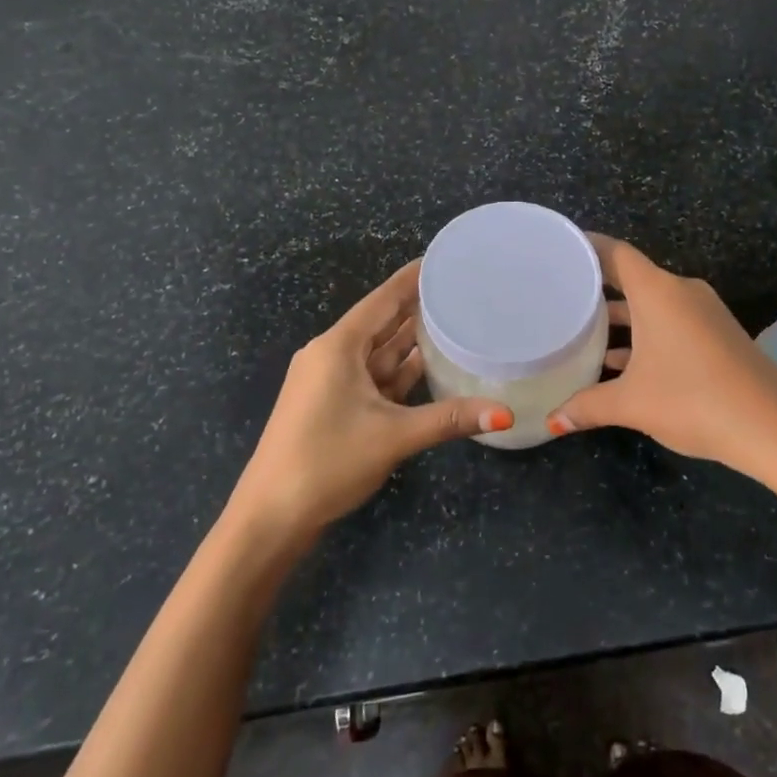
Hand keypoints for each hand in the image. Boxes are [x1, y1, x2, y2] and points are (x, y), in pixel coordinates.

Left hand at [227, 260, 512, 541]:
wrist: (271, 516)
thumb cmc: (327, 462)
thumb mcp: (393, 436)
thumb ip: (450, 419)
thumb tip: (505, 414)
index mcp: (338, 347)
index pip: (383, 299)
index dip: (413, 278)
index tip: (445, 259)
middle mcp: (332, 355)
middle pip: (382, 322)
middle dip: (418, 307)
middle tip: (461, 290)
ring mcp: (330, 381)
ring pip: (378, 352)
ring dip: (411, 341)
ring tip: (455, 321)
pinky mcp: (333, 405)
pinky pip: (373, 377)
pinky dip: (399, 371)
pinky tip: (429, 365)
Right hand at [548, 235, 776, 471]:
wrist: (772, 427)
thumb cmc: (692, 399)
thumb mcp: (631, 403)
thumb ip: (586, 407)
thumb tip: (552, 423)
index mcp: (657, 291)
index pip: (614, 252)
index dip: (585, 246)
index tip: (558, 249)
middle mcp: (681, 291)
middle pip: (632, 277)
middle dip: (597, 287)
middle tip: (559, 294)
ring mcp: (703, 313)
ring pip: (652, 304)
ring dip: (622, 317)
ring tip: (582, 332)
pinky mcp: (718, 335)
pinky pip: (671, 322)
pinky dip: (645, 334)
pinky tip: (621, 363)